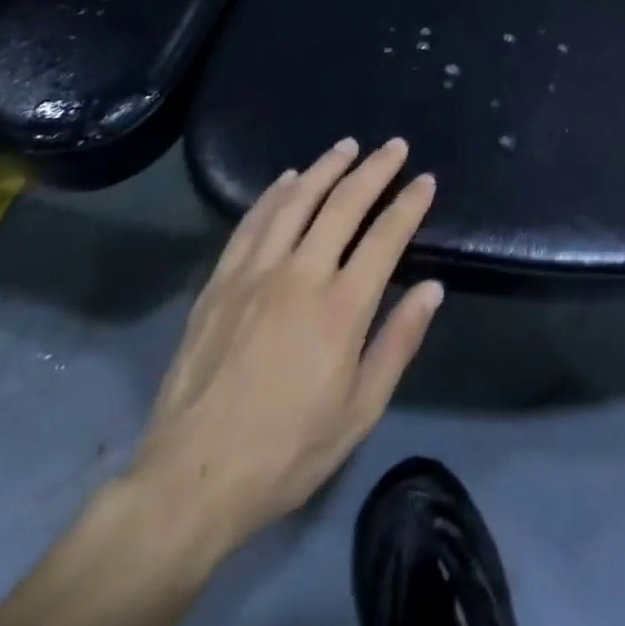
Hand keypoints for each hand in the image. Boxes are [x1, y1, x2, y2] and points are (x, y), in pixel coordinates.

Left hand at [120, 137, 443, 566]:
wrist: (192, 479)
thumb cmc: (288, 451)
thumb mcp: (360, 411)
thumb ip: (399, 342)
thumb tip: (432, 289)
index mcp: (341, 308)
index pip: (386, 237)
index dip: (409, 203)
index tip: (425, 180)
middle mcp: (300, 276)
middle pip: (343, 204)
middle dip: (374, 169)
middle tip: (394, 146)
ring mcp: (255, 274)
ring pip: (295, 201)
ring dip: (325, 168)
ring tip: (346, 146)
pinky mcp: (220, 283)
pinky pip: (251, 223)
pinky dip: (274, 193)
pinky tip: (288, 179)